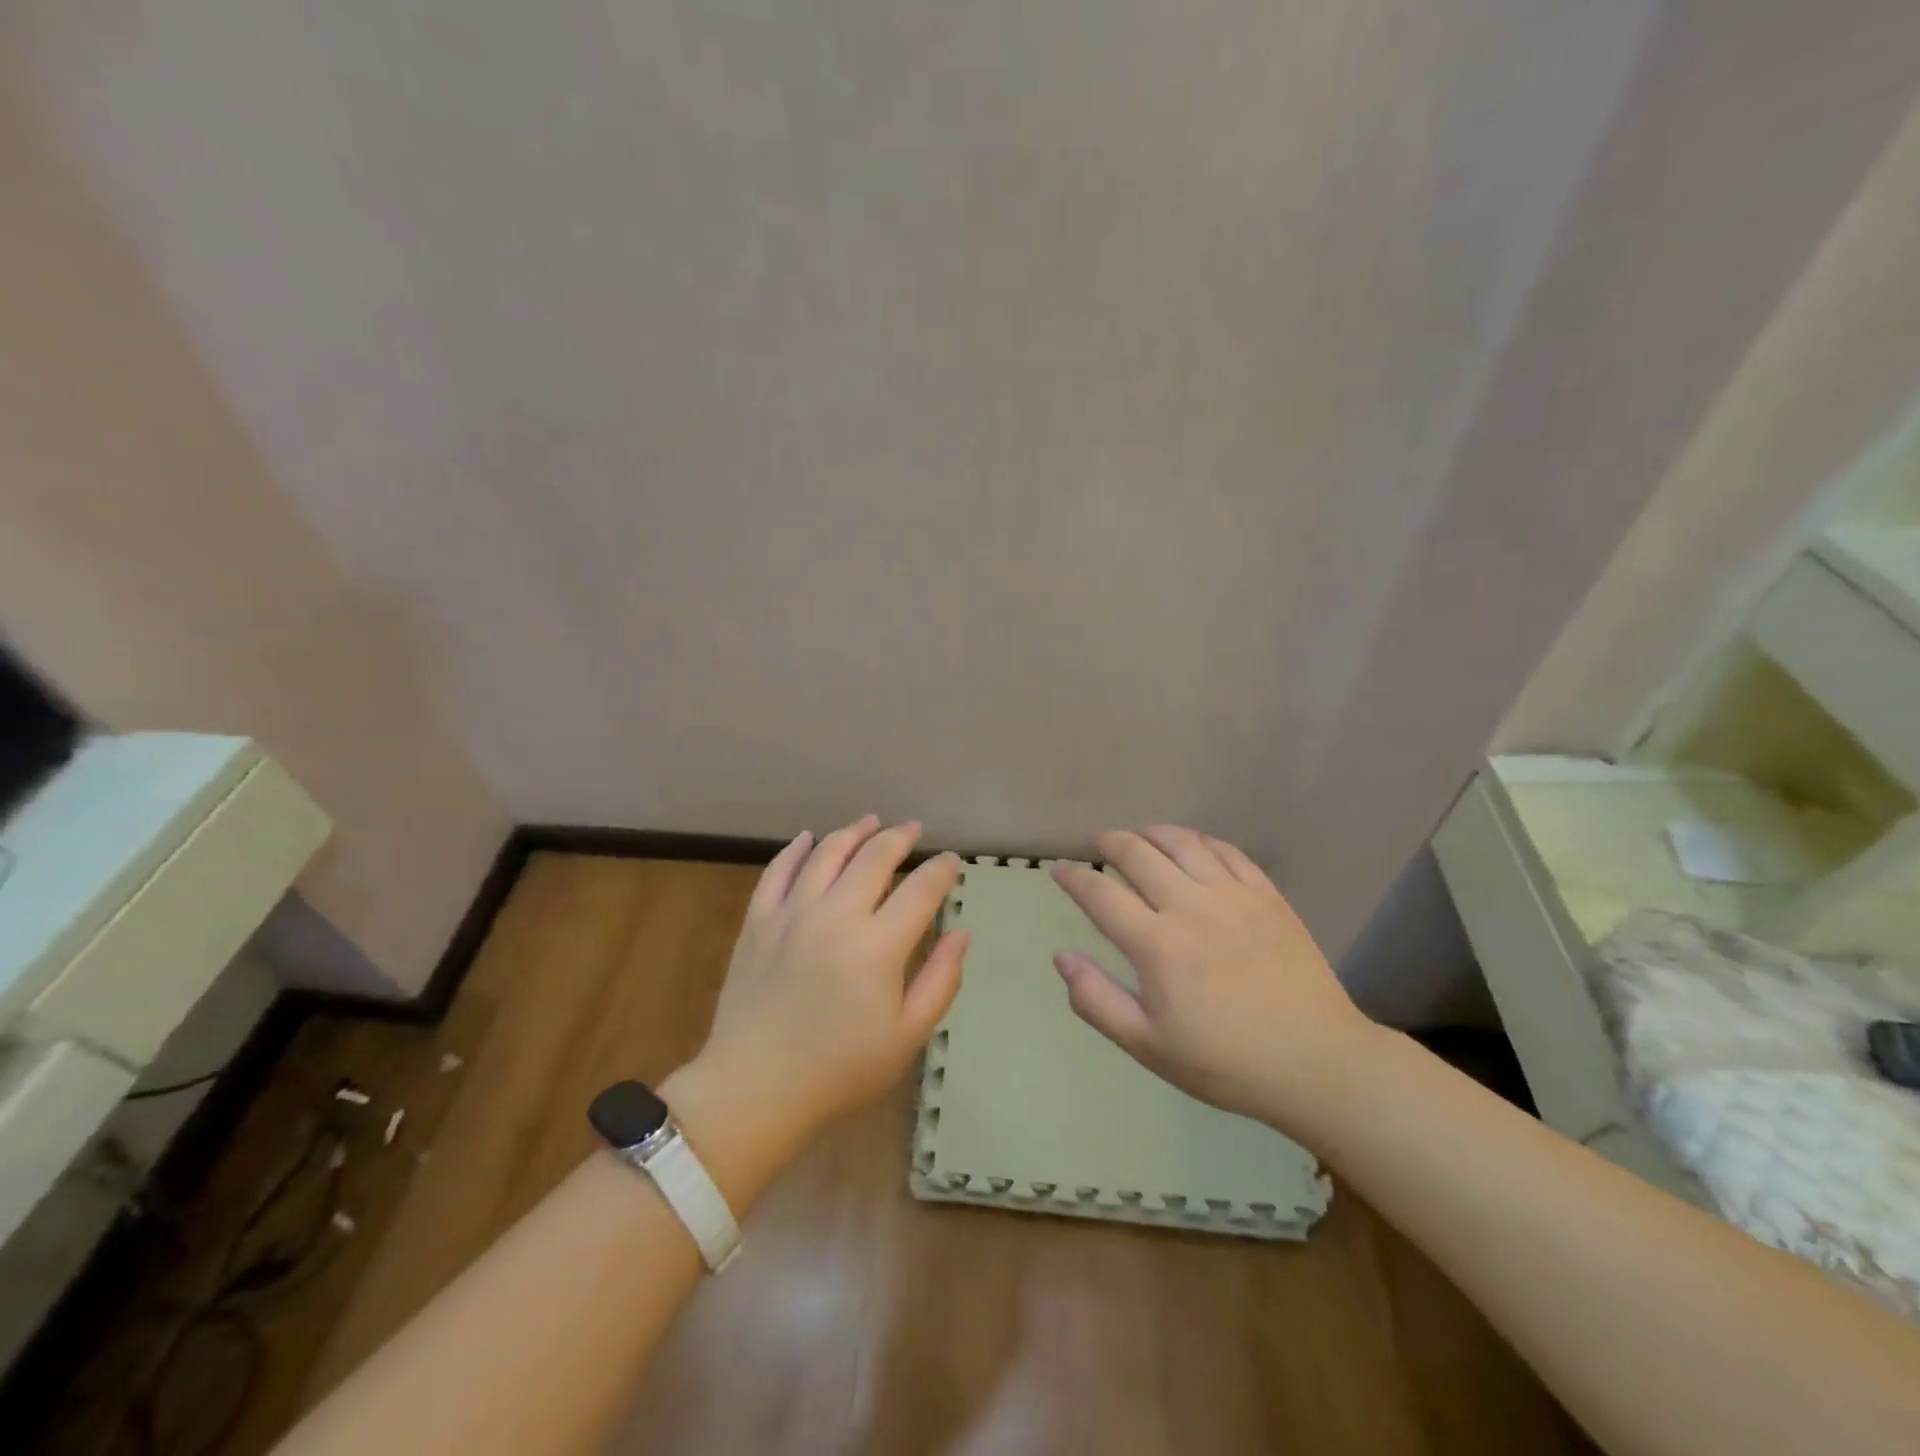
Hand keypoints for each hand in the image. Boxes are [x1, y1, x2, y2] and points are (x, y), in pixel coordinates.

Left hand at [695, 816, 967, 1142]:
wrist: (755, 1088)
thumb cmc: (840, 1069)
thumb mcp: (907, 1036)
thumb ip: (940, 980)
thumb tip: (962, 933)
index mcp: (879, 945)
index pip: (920, 890)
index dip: (941, 870)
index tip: (952, 861)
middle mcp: (836, 915)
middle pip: (874, 857)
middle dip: (899, 838)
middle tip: (913, 830)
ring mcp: (792, 913)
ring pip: (826, 853)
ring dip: (852, 832)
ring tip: (870, 822)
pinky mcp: (758, 921)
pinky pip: (778, 871)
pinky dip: (796, 849)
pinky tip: (808, 838)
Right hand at [1051, 826, 1377, 1132]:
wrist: (1317, 1063)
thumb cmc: (1225, 1062)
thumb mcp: (1148, 1046)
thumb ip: (1097, 1000)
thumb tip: (1061, 957)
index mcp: (1157, 945)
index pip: (1101, 894)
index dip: (1074, 877)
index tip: (1059, 869)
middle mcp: (1190, 906)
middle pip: (1138, 854)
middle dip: (1109, 842)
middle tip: (1096, 842)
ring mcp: (1232, 896)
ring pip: (1182, 843)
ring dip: (1151, 832)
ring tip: (1138, 835)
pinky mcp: (1267, 896)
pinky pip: (1227, 851)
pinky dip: (1199, 841)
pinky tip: (1191, 845)